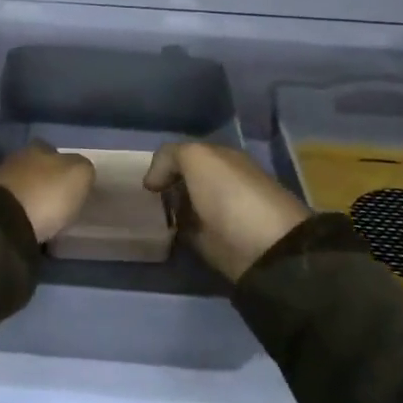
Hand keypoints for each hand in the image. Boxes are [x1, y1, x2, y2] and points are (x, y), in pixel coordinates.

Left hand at [0, 142, 95, 242]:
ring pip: (23, 188)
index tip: (73, 185)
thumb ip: (82, 168)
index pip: (54, 151)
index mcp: (38, 148)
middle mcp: (16, 159)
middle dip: (47, 183)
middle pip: (36, 169)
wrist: (2, 222)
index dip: (65, 167)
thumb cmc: (47, 193)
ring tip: (46, 218)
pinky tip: (30, 227)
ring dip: (33, 200)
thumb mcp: (79, 175)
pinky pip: (13, 208)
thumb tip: (77, 171)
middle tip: (61, 202)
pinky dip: (21, 215)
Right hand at [143, 141, 309, 283]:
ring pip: (182, 206)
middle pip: (183, 180)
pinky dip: (171, 232)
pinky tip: (155, 232)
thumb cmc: (230, 193)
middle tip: (138, 197)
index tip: (144, 179)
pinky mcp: (214, 243)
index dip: (163, 163)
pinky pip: (184, 232)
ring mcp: (217, 214)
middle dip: (162, 186)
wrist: (264, 247)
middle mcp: (220, 183)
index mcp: (222, 158)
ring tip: (140, 215)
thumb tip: (153, 181)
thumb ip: (170, 156)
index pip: (186, 155)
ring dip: (164, 210)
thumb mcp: (198, 157)